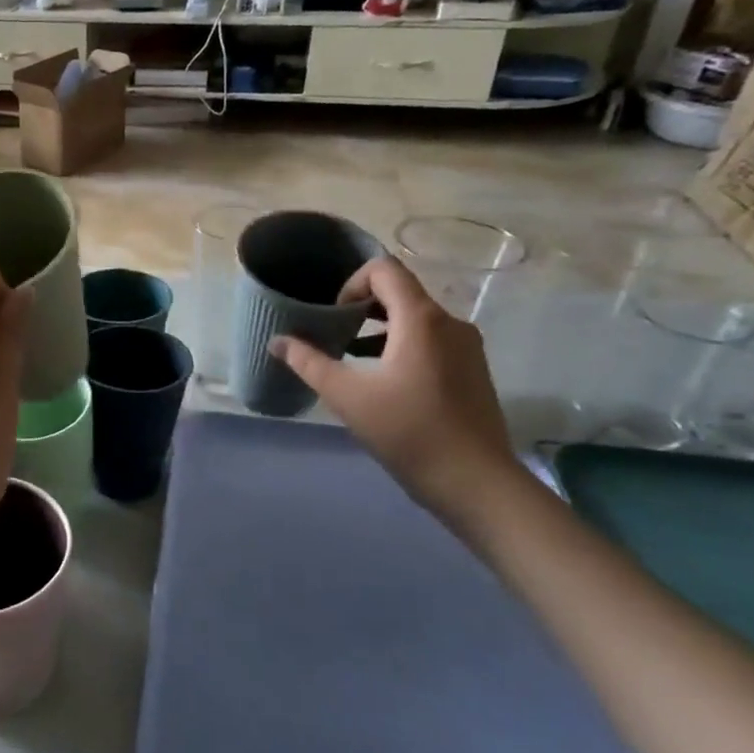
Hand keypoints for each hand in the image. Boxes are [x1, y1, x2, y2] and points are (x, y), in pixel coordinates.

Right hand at [270, 257, 520, 528]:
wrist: (476, 483)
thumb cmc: (408, 432)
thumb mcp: (347, 396)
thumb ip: (309, 362)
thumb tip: (277, 341)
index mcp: (421, 319)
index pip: (384, 270)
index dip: (351, 283)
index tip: (333, 316)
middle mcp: (449, 323)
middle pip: (400, 292)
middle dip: (361, 307)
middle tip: (333, 335)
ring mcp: (466, 346)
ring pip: (415, 318)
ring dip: (379, 329)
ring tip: (351, 358)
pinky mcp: (472, 369)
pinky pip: (431, 340)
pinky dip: (401, 346)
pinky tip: (382, 381)